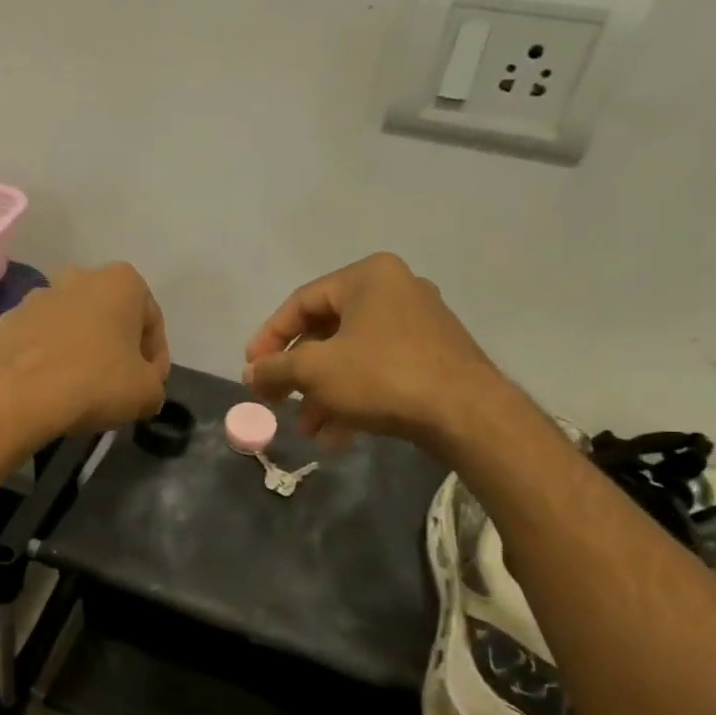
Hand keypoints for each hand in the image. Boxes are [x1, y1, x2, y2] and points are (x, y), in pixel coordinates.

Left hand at [0, 263, 170, 436]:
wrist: (17, 395)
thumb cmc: (95, 382)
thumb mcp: (147, 393)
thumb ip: (154, 385)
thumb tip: (143, 389)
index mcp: (120, 281)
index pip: (152, 321)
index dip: (156, 359)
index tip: (150, 386)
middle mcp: (78, 277)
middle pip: (110, 318)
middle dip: (117, 349)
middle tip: (119, 387)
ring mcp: (37, 297)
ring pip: (72, 327)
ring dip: (81, 352)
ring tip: (82, 391)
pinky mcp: (6, 321)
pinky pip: (40, 341)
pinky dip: (49, 360)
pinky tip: (50, 389)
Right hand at [242, 253, 505, 448]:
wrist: (466, 414)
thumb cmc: (382, 376)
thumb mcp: (315, 370)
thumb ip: (275, 368)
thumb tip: (250, 372)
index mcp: (367, 278)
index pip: (300, 303)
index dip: (268, 338)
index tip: (250, 370)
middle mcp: (394, 291)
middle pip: (325, 332)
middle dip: (297, 375)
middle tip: (275, 400)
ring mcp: (417, 325)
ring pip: (351, 358)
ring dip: (322, 394)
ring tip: (306, 429)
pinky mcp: (431, 357)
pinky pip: (377, 372)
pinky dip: (353, 399)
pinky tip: (336, 437)